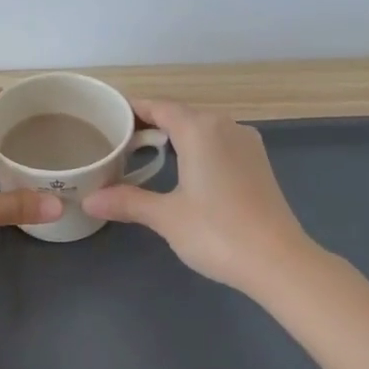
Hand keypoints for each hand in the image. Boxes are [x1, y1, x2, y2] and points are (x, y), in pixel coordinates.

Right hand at [84, 98, 314, 295]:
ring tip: (144, 155)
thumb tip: (89, 200)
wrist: (279, 261)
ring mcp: (246, 144)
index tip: (108, 118)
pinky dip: (197, 150)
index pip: (158, 107)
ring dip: (175, 138)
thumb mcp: (166, 216)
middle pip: (180, 115)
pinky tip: (183, 171)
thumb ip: (127, 202)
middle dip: (150, 125)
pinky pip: (219, 144)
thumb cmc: (217, 231)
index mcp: (200, 129)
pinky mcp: (258, 163)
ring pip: (202, 130)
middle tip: (118, 142)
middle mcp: (225, 126)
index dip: (132, 110)